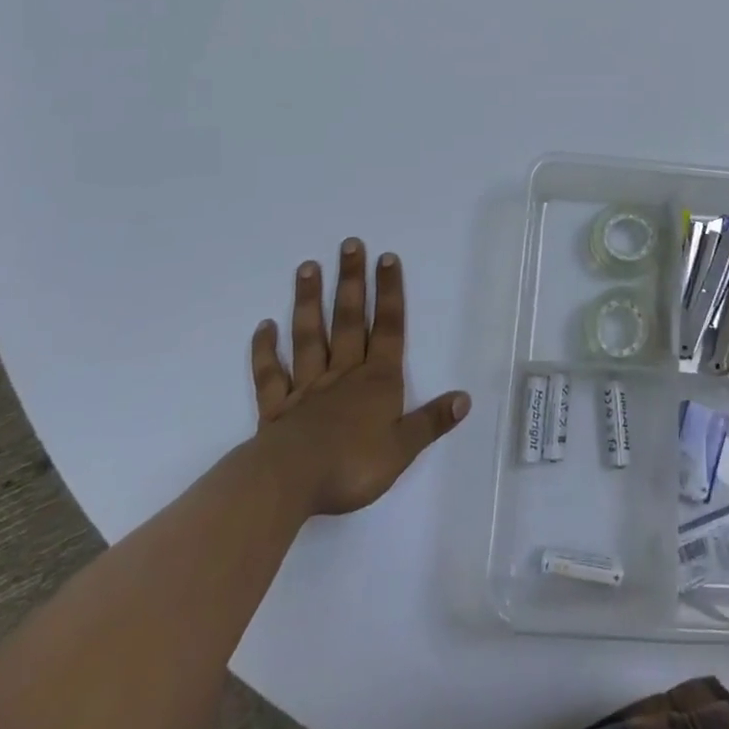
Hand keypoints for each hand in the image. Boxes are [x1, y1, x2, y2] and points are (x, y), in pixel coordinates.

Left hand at [248, 237, 471, 516]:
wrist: (289, 484)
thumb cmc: (352, 466)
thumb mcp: (403, 448)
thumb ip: (431, 421)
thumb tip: (465, 398)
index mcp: (377, 381)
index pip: (388, 328)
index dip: (390, 292)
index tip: (386, 257)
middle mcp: (344, 374)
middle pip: (349, 320)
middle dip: (352, 281)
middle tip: (349, 244)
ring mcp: (307, 388)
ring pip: (309, 337)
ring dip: (309, 301)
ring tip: (307, 267)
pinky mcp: (276, 409)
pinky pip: (271, 374)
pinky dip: (265, 350)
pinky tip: (264, 326)